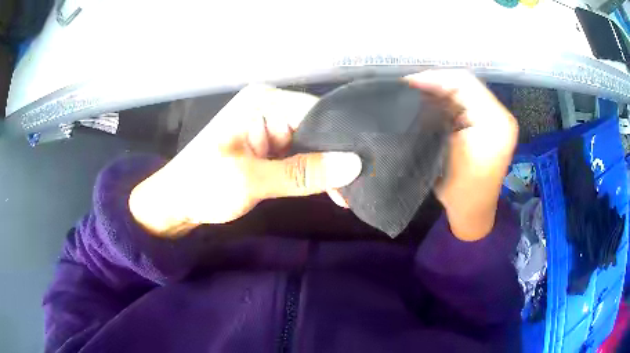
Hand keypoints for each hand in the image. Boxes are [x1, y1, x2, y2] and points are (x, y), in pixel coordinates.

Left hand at [129, 85, 361, 236]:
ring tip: (351, 191)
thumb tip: (354, 165)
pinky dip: (313, 172)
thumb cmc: (203, 186)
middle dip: (336, 157)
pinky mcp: (268, 145)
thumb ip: (302, 173)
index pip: (317, 112)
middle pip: (317, 127)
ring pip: (311, 143)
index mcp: (263, 102)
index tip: (364, 169)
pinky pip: (300, 155)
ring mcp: (269, 126)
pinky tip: (332, 188)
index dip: (341, 140)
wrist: (176, 203)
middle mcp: (270, 107)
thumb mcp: (250, 180)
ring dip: (327, 168)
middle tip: (362, 184)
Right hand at [406, 71, 518, 240]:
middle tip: (409, 88)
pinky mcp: (487, 126)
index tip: (409, 83)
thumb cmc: (461, 187)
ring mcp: (494, 120)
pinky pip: (464, 105)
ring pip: (463, 94)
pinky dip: (446, 103)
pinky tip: (429, 105)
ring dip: (439, 92)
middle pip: (465, 85)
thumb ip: (437, 114)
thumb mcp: (448, 148)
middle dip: (436, 83)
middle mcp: (498, 114)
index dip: (435, 78)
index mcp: (495, 119)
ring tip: (415, 94)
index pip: (465, 83)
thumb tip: (419, 90)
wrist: (472, 212)